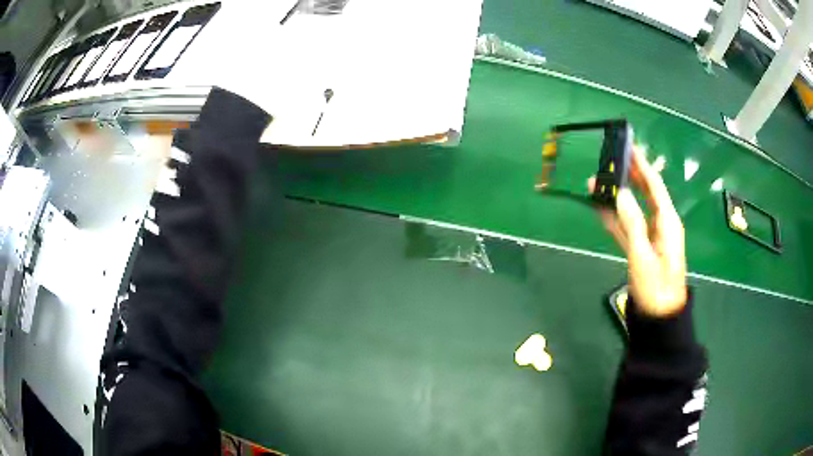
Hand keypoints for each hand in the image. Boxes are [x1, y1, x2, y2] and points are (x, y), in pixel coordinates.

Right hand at [589, 146, 686, 316]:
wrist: (658, 318)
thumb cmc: (655, 288)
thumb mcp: (643, 256)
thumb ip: (632, 222)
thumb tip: (622, 192)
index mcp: (668, 222)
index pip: (655, 186)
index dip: (643, 166)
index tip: (629, 147)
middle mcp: (660, 224)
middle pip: (645, 194)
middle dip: (629, 177)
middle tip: (611, 160)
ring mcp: (650, 237)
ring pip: (633, 210)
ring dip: (617, 198)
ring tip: (597, 183)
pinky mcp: (641, 249)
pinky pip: (627, 228)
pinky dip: (615, 218)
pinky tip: (601, 208)